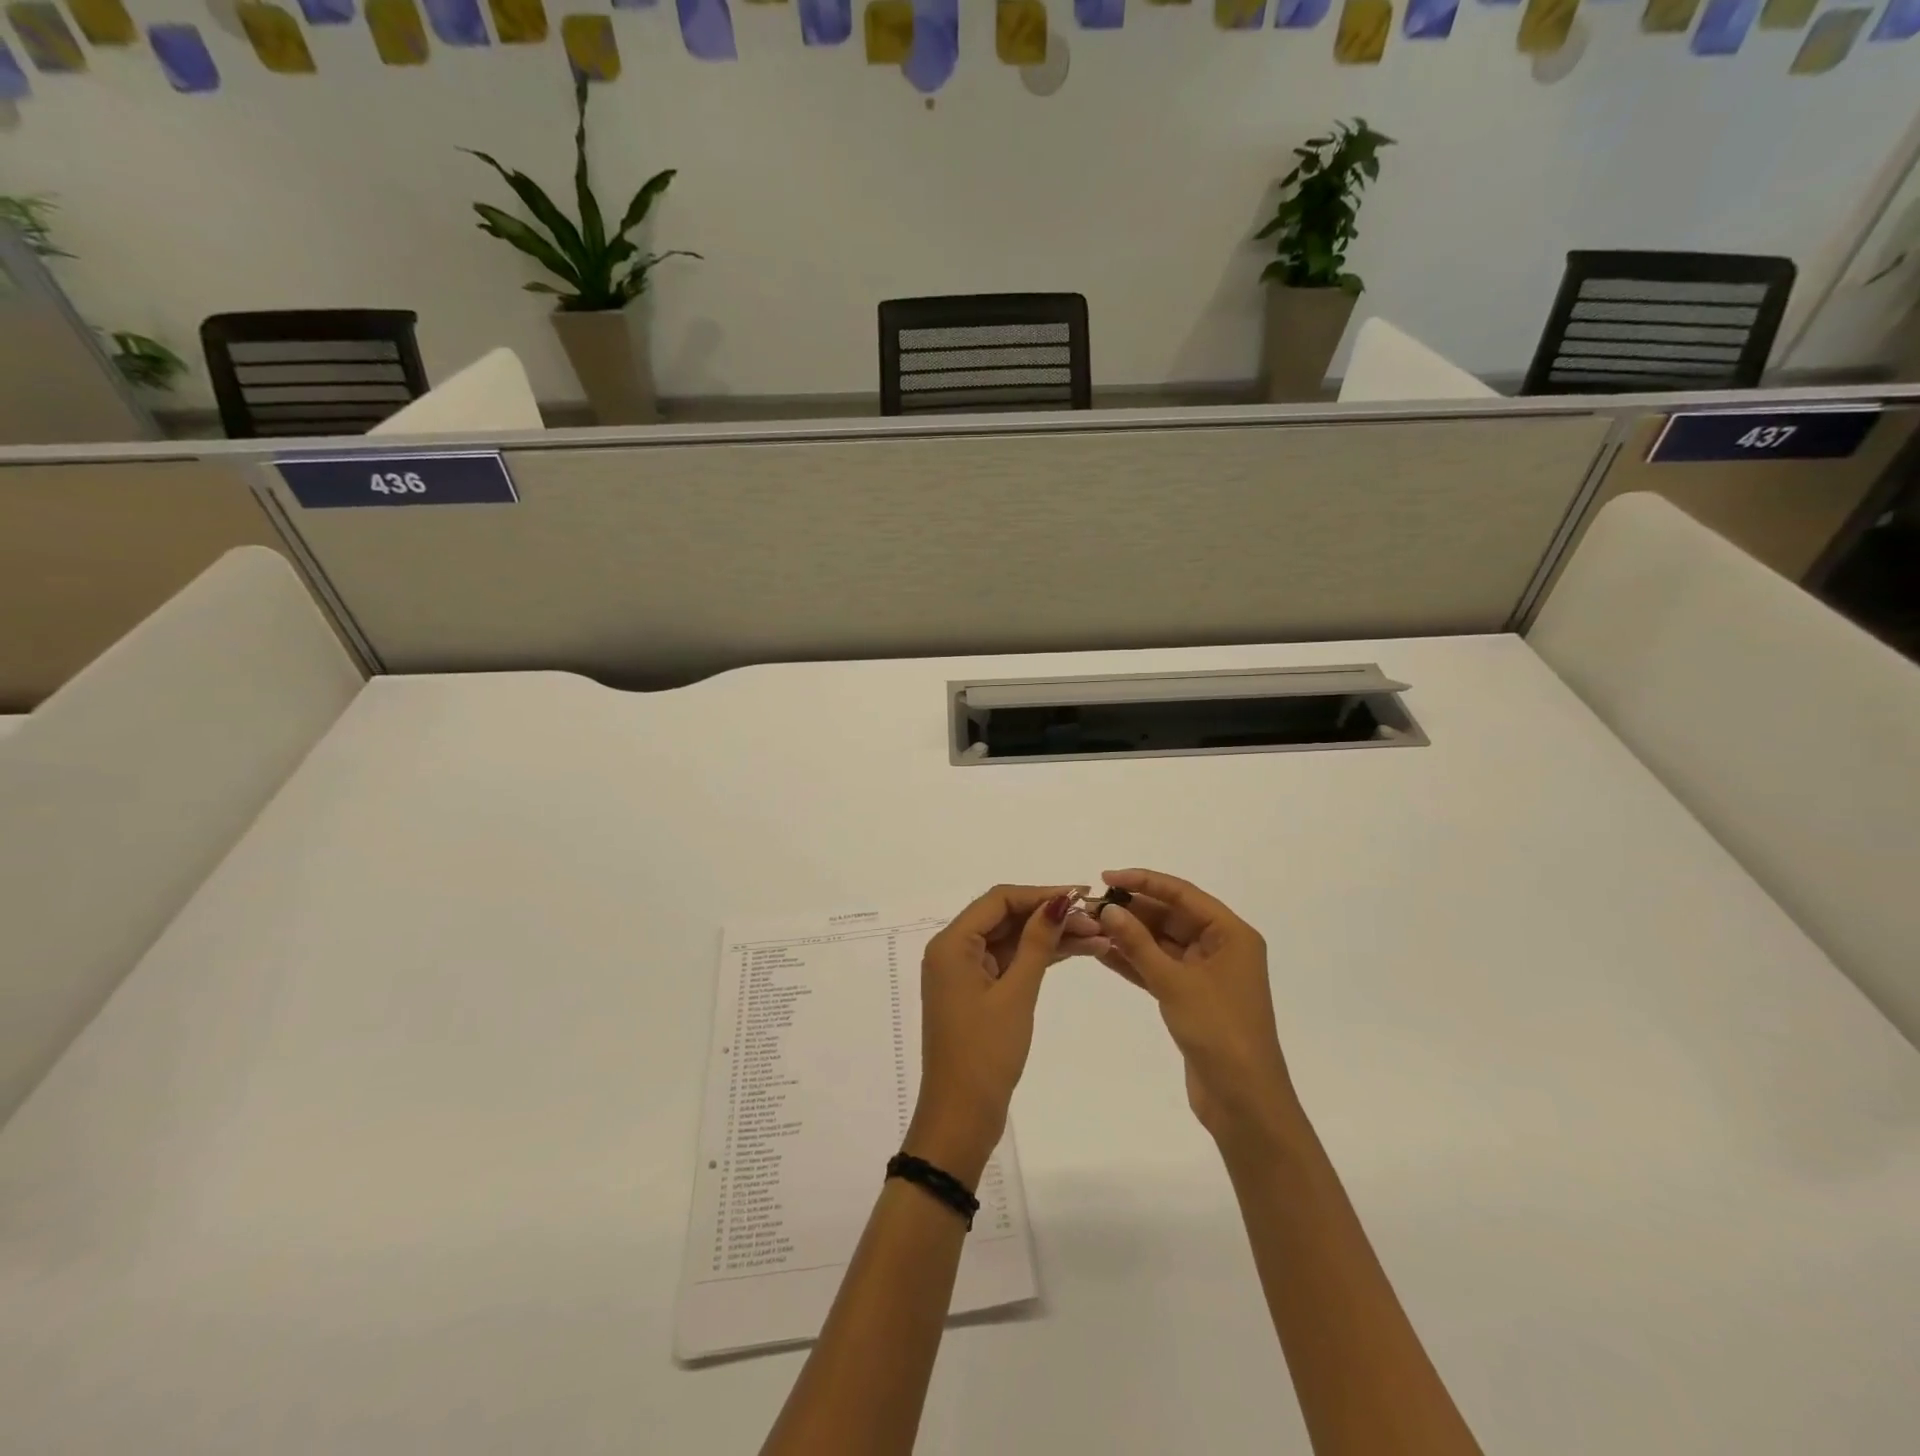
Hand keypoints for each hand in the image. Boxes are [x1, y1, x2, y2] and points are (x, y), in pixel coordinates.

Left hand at [906, 885, 1106, 1186]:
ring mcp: (965, 973)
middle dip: (1050, 916)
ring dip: (1050, 937)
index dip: (1041, 893)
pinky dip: (1039, 959)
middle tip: (1098, 921)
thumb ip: (1037, 942)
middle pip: (1005, 917)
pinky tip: (1076, 953)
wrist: (961, 1117)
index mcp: (952, 944)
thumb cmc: (985, 1053)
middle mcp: (953, 951)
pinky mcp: (978, 993)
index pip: (999, 900)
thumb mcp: (1016, 993)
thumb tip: (1059, 900)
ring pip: (1011, 940)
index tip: (1082, 895)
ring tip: (1099, 938)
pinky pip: (1010, 963)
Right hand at [1094, 869, 1298, 1147]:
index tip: (1106, 877)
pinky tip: (1102, 952)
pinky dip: (1134, 962)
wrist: (1244, 1102)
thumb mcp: (1175, 983)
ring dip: (1129, 936)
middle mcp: (1222, 948)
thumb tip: (1108, 910)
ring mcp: (1206, 975)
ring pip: (1162, 943)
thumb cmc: (1219, 1031)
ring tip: (1089, 925)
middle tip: (1092, 906)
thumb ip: (1138, 944)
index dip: (1144, 882)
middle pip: (1172, 917)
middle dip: (1133, 911)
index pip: (1183, 894)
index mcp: (1232, 935)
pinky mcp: (1192, 998)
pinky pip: (1159, 969)